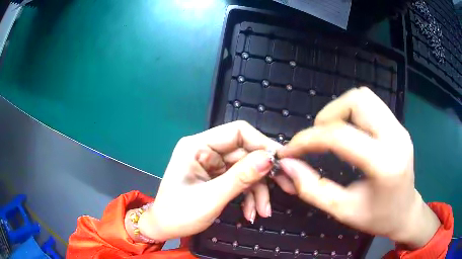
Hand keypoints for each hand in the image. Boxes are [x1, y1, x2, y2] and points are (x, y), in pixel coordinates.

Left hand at [136, 121, 295, 240]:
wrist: (165, 229)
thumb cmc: (179, 214)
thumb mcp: (211, 197)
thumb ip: (241, 177)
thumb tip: (269, 158)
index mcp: (198, 146)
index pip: (237, 132)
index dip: (262, 143)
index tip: (281, 161)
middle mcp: (206, 150)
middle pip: (245, 153)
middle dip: (264, 174)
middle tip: (286, 187)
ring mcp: (212, 165)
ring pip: (246, 170)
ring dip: (258, 191)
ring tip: (263, 212)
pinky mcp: (217, 177)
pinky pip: (240, 181)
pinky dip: (249, 196)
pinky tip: (251, 213)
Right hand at [278, 87, 440, 248]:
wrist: (406, 212)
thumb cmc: (377, 218)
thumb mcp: (343, 211)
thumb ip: (312, 189)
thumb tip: (287, 166)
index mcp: (384, 164)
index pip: (341, 136)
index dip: (308, 139)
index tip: (290, 150)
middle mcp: (395, 137)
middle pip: (356, 101)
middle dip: (328, 115)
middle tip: (316, 139)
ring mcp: (399, 127)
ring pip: (363, 97)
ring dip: (340, 110)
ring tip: (330, 134)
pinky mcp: (398, 125)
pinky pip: (370, 104)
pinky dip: (351, 112)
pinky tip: (347, 132)